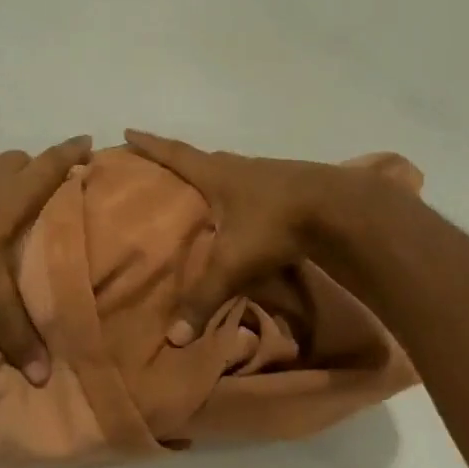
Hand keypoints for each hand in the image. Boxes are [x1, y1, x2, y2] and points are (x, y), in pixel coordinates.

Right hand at [124, 131, 367, 343]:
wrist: (340, 209)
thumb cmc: (274, 225)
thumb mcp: (233, 264)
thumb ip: (204, 298)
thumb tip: (175, 338)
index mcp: (216, 174)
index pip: (174, 154)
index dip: (149, 144)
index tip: (128, 129)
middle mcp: (238, 167)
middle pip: (202, 158)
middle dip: (179, 161)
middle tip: (160, 168)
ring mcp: (267, 174)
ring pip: (230, 172)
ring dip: (213, 177)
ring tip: (200, 191)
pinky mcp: (290, 186)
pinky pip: (253, 186)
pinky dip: (239, 194)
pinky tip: (242, 211)